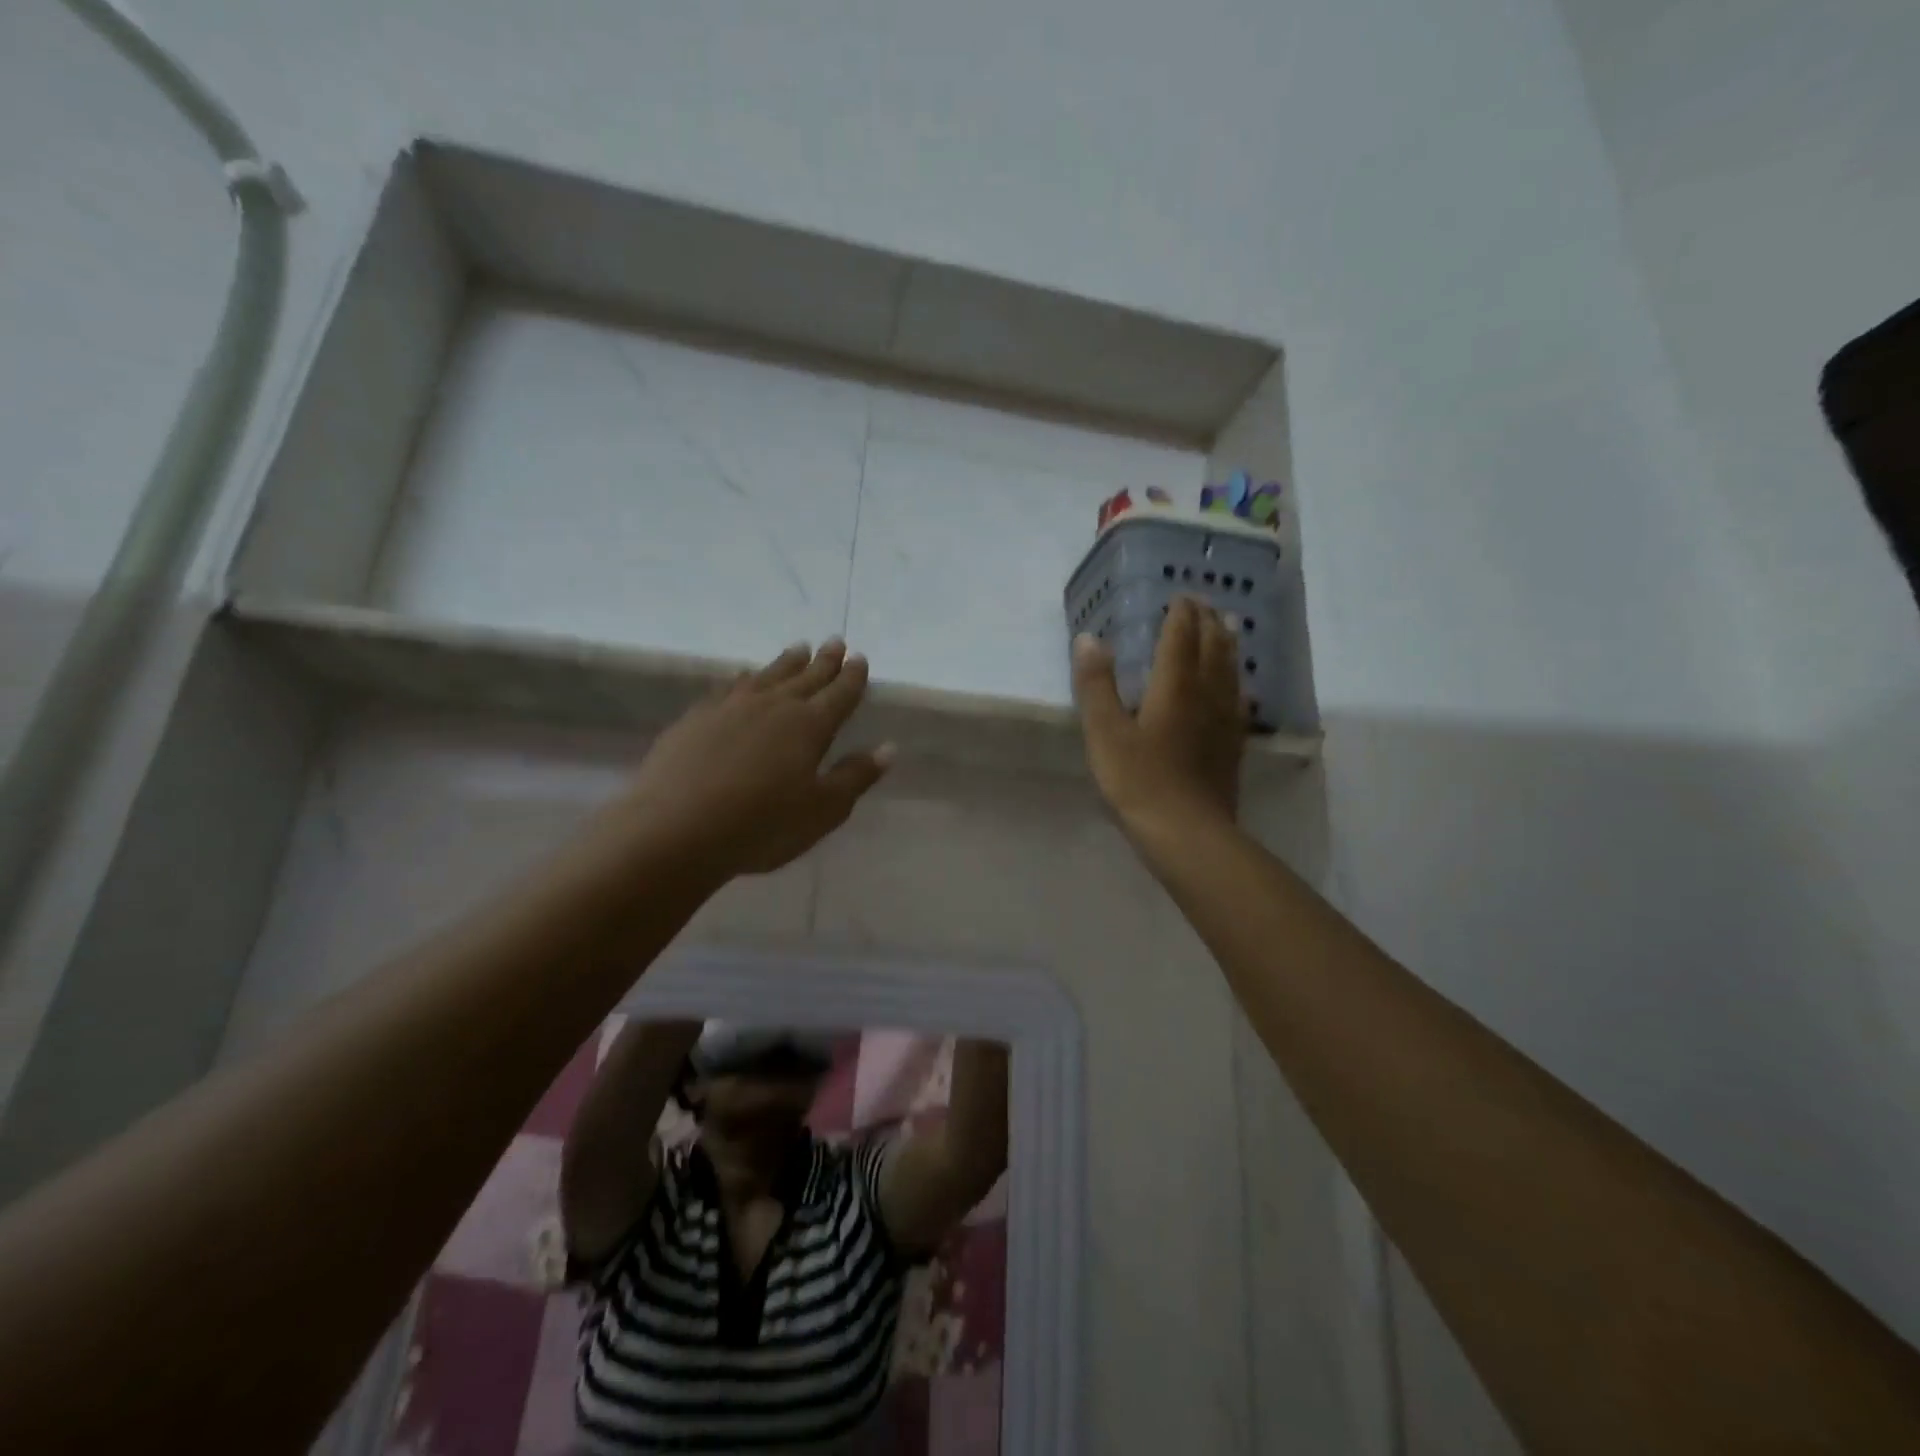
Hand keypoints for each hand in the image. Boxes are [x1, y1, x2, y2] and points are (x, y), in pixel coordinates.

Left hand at [613, 641, 892, 880]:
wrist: (676, 828)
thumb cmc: (762, 825)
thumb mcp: (822, 810)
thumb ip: (855, 776)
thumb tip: (889, 748)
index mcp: (810, 726)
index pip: (839, 694)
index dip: (852, 677)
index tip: (860, 659)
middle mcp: (774, 706)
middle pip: (806, 677)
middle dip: (824, 661)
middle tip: (835, 642)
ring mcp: (732, 707)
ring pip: (768, 675)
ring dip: (787, 662)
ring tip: (798, 649)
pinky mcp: (697, 717)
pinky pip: (730, 686)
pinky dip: (745, 678)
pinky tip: (744, 677)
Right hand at [1072, 597, 1243, 839]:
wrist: (1187, 832)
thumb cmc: (1139, 780)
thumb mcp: (1105, 732)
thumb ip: (1096, 684)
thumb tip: (1087, 638)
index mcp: (1174, 686)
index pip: (1181, 637)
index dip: (1181, 614)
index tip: (1180, 595)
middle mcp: (1206, 695)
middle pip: (1212, 648)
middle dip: (1208, 622)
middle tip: (1205, 603)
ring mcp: (1224, 721)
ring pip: (1230, 672)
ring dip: (1228, 645)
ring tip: (1229, 628)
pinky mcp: (1231, 746)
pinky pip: (1239, 702)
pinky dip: (1236, 683)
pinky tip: (1238, 689)